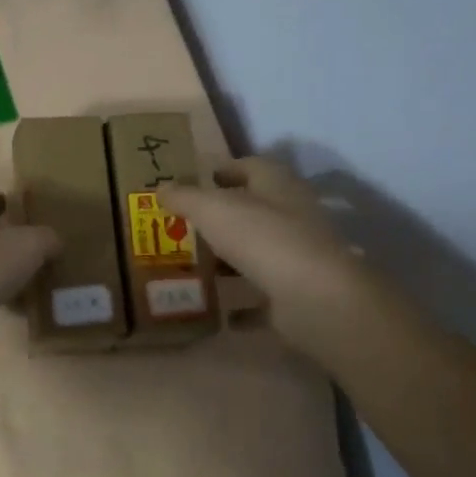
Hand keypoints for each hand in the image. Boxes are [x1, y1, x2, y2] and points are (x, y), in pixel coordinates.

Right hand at [163, 158, 359, 350]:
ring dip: (233, 257)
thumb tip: (162, 187)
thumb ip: (185, 197)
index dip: (224, 170)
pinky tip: (220, 309)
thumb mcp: (212, 209)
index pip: (250, 166)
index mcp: (278, 184)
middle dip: (223, 216)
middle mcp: (294, 214)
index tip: (197, 180)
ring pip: (259, 250)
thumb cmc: (261, 237)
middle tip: (187, 225)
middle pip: (255, 209)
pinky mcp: (298, 291)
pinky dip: (244, 300)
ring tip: (197, 265)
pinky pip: (264, 293)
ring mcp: (299, 254)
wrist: (313, 296)